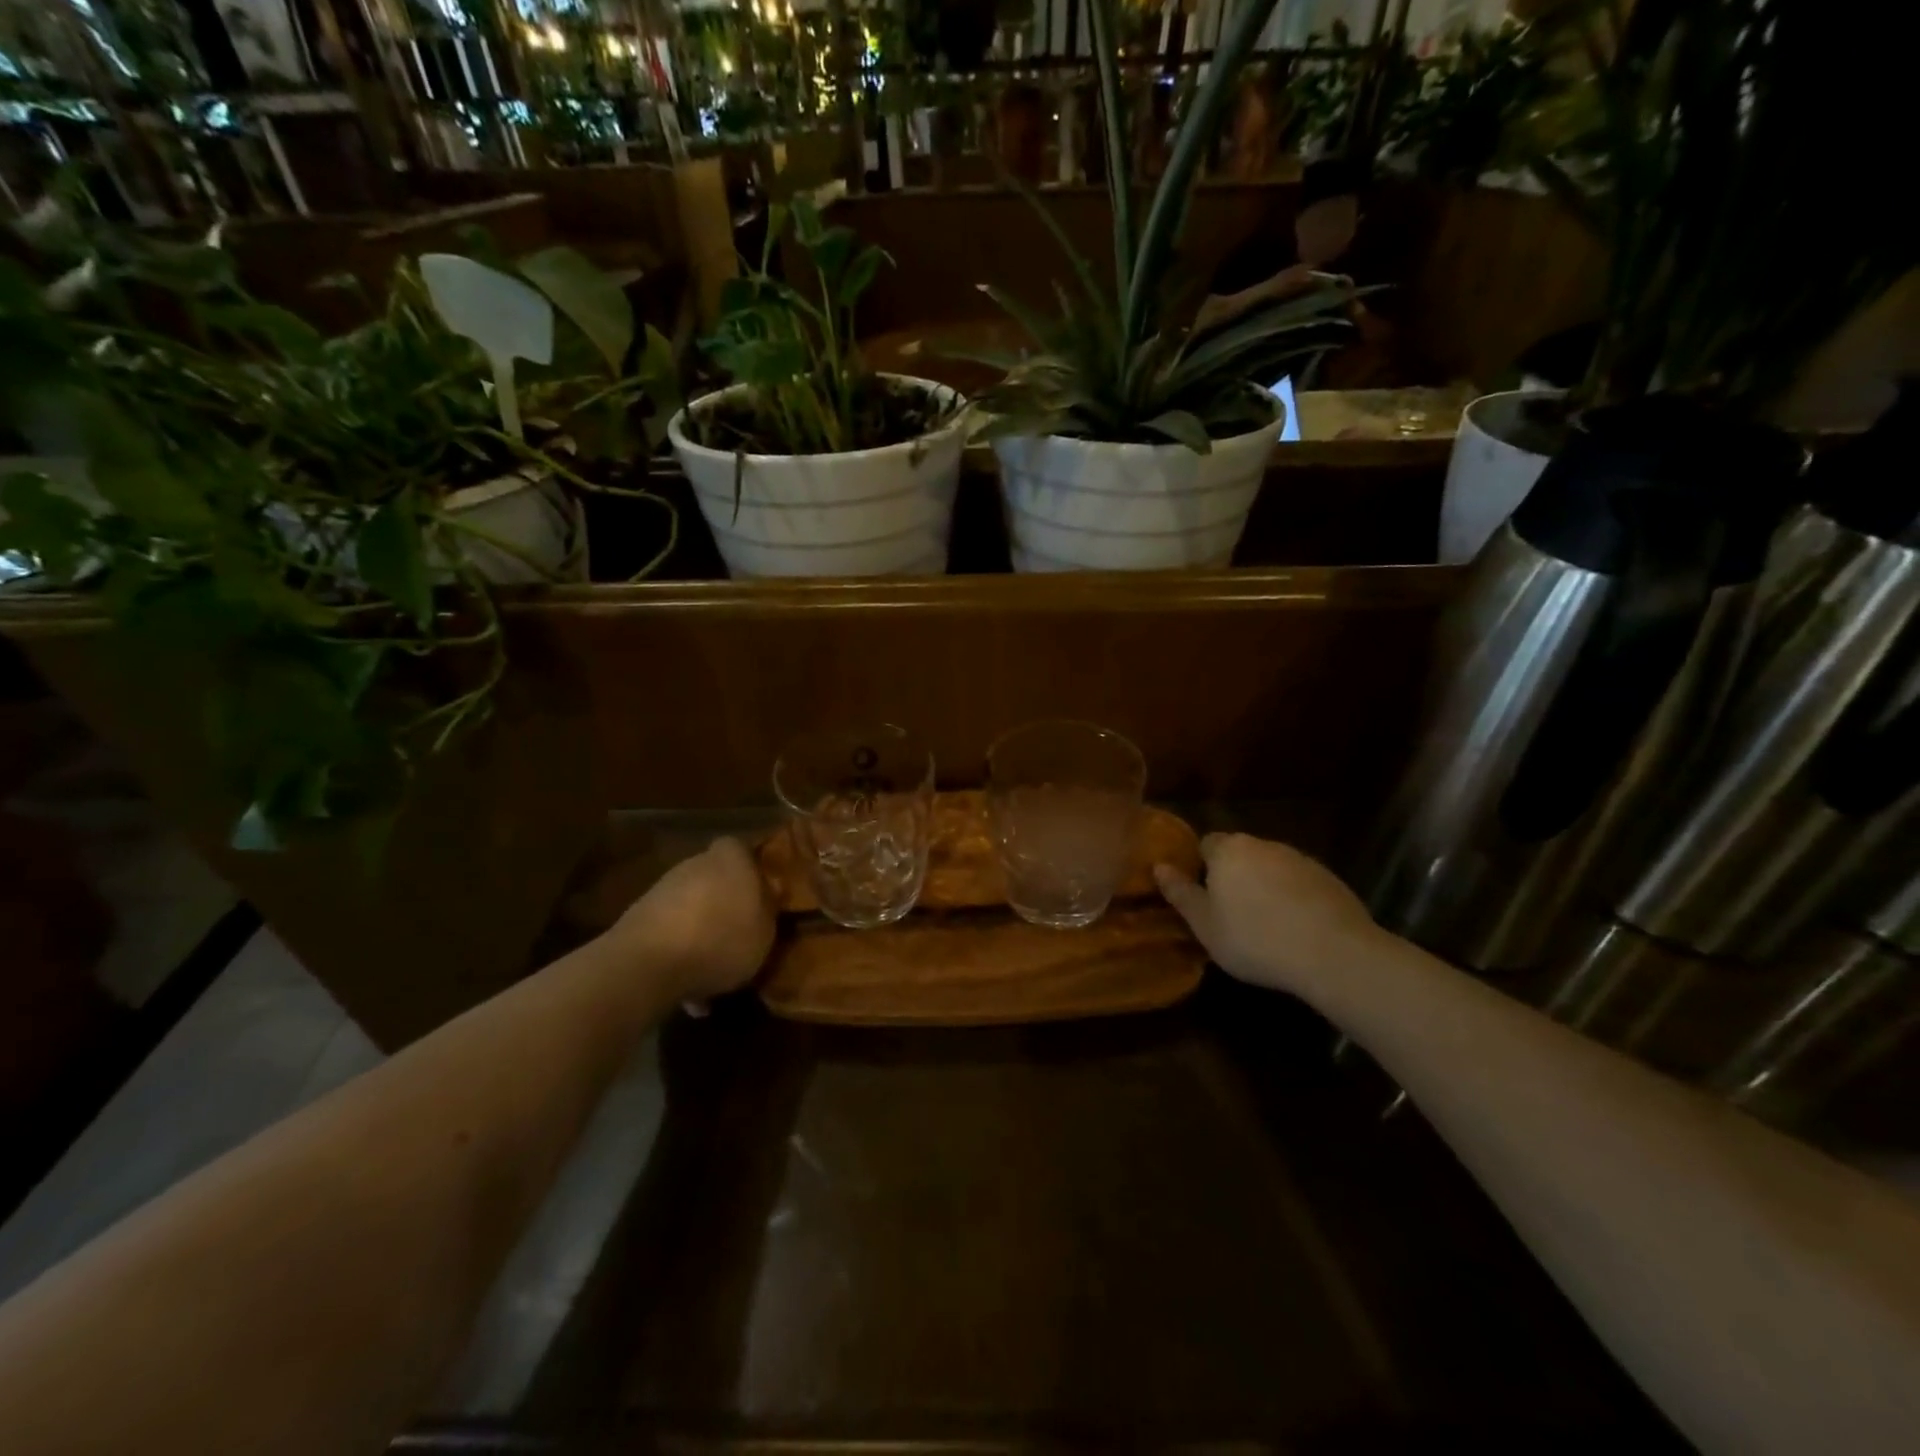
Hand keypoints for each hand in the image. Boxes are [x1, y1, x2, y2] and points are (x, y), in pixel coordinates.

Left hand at [606, 838, 775, 1001]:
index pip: (743, 848)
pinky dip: (680, 956)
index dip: (752, 869)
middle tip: (741, 933)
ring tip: (715, 972)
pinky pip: (670, 934)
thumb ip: (769, 908)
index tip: (762, 894)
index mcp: (731, 858)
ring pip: (692, 907)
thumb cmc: (721, 940)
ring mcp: (663, 889)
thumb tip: (768, 893)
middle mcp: (695, 864)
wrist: (648, 964)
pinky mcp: (638, 918)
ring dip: (702, 932)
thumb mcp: (765, 930)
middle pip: (716, 878)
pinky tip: (688, 993)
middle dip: (726, 902)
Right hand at [1155, 833, 1380, 996]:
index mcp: (1228, 851)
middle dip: (1233, 877)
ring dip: (1264, 887)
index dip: (1201, 868)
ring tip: (1265, 926)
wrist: (1333, 953)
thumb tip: (1159, 867)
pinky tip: (1296, 929)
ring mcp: (1300, 859)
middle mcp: (1263, 845)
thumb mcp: (1205, 925)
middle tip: (1231, 914)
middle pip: (1240, 854)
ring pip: (1271, 868)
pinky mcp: (1329, 878)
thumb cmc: (1255, 939)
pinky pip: (1299, 883)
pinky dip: (1293, 899)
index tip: (1203, 897)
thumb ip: (1180, 893)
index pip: (1205, 844)